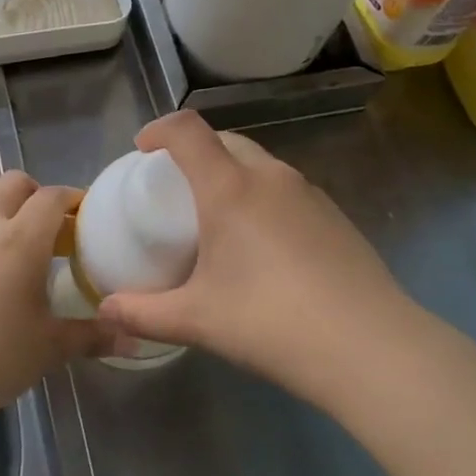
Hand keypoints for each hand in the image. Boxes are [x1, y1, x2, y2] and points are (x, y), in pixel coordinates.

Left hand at [0, 170, 113, 427]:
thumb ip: (92, 336)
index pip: (53, 198)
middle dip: (38, 193)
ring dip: (4, 198)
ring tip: (16, 227)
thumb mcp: (49, 349)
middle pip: (15, 182)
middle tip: (53, 227)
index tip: (87, 217)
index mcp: (22, 239)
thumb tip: (133, 339)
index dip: (74, 199)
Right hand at [96, 112, 414, 397]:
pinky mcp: (336, 217)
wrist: (370, 347)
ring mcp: (310, 194)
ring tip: (219, 219)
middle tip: (177, 189)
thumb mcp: (197, 320)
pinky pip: (287, 191)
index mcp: (230, 188)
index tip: (142, 150)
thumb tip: (105, 310)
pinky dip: (263, 198)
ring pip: (260, 164)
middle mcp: (271, 177)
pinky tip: (265, 248)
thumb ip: (142, 313)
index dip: (160, 129)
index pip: (188, 130)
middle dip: (195, 152)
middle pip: (225, 140)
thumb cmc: (271, 322)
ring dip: (232, 174)